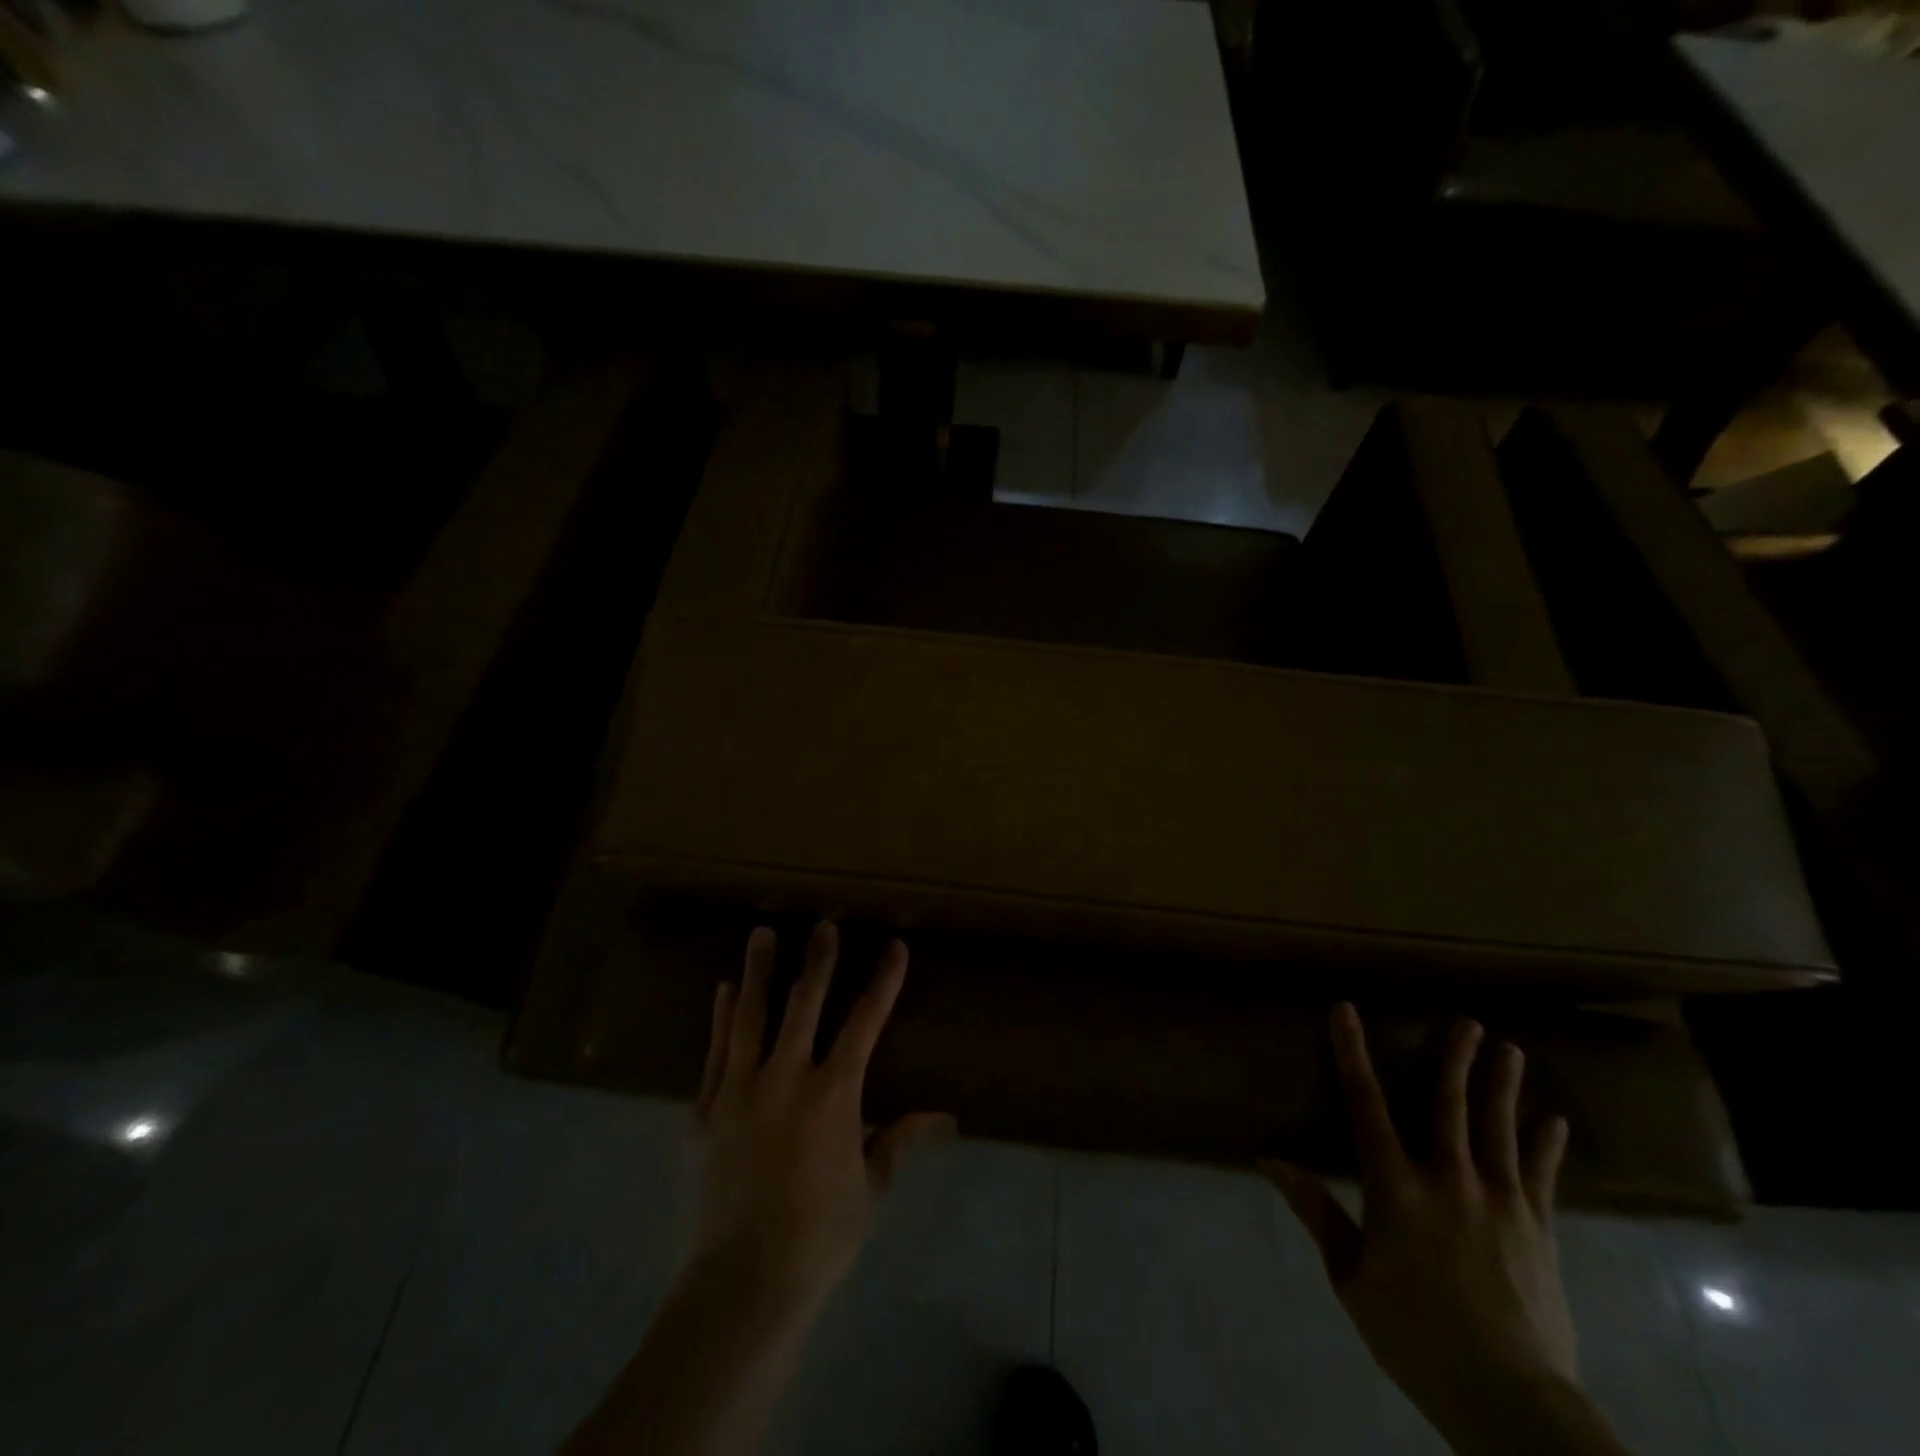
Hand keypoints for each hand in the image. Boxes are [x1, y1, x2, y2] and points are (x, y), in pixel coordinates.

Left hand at [688, 922, 953, 1317]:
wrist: (742, 1283)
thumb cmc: (819, 1236)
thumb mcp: (870, 1187)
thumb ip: (899, 1140)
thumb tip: (944, 1118)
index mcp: (833, 1094)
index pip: (865, 1022)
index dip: (883, 981)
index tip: (894, 946)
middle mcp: (787, 1078)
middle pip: (804, 1004)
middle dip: (818, 961)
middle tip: (823, 925)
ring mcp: (740, 1091)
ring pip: (750, 1016)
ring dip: (758, 972)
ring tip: (761, 934)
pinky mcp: (706, 1111)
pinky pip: (714, 1052)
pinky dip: (720, 1018)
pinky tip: (722, 992)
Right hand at [1263, 1004, 1604, 1455]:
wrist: (1508, 1400)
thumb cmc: (1414, 1334)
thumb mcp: (1350, 1276)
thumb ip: (1316, 1210)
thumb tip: (1269, 1158)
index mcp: (1395, 1186)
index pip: (1365, 1102)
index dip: (1351, 1051)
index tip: (1345, 1009)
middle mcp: (1448, 1179)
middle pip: (1448, 1103)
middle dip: (1454, 1057)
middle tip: (1466, 1020)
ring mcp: (1500, 1202)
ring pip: (1499, 1128)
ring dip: (1502, 1086)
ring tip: (1509, 1047)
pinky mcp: (1538, 1230)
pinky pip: (1541, 1176)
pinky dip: (1546, 1145)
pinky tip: (1553, 1121)